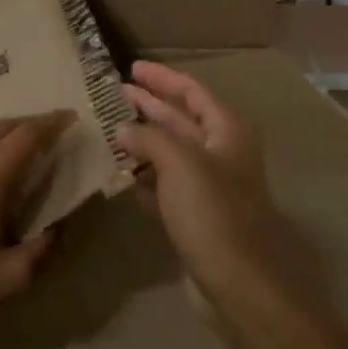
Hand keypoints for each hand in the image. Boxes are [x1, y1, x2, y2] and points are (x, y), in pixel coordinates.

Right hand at [117, 61, 289, 296]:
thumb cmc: (212, 212)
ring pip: (171, 152)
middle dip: (150, 105)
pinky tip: (122, 172)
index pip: (192, 92)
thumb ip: (149, 138)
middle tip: (115, 94)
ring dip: (143, 140)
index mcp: (227, 131)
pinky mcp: (195, 215)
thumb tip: (123, 129)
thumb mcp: (180, 163)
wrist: (238, 281)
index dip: (163, 78)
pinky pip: (165, 185)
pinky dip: (145, 175)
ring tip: (109, 129)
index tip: (132, 68)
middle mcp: (221, 152)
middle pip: (181, 119)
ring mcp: (209, 186)